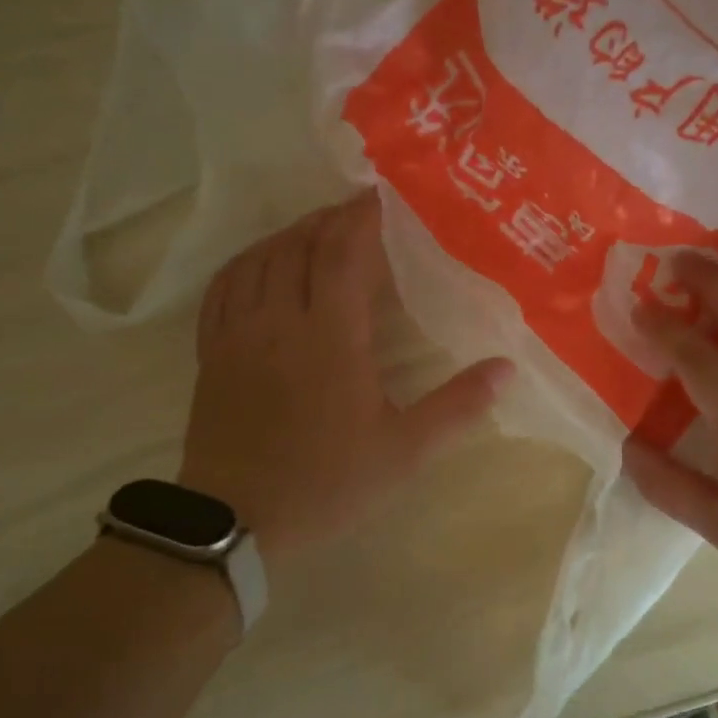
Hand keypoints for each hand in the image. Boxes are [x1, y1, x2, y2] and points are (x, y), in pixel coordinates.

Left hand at [180, 193, 512, 555]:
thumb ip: (457, 407)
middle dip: (330, 219)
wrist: (236, 522)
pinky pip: (223, 287)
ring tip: (316, 230)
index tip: (382, 195)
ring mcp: (237, 334)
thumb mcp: (405, 453)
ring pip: (260, 259)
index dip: (363, 217)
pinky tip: (260, 263)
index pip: (345, 253)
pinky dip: (247, 261)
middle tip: (357, 210)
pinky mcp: (211, 352)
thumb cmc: (327, 484)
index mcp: (331, 337)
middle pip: (301, 246)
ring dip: (290, 234)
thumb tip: (507, 368)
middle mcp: (279, 321)